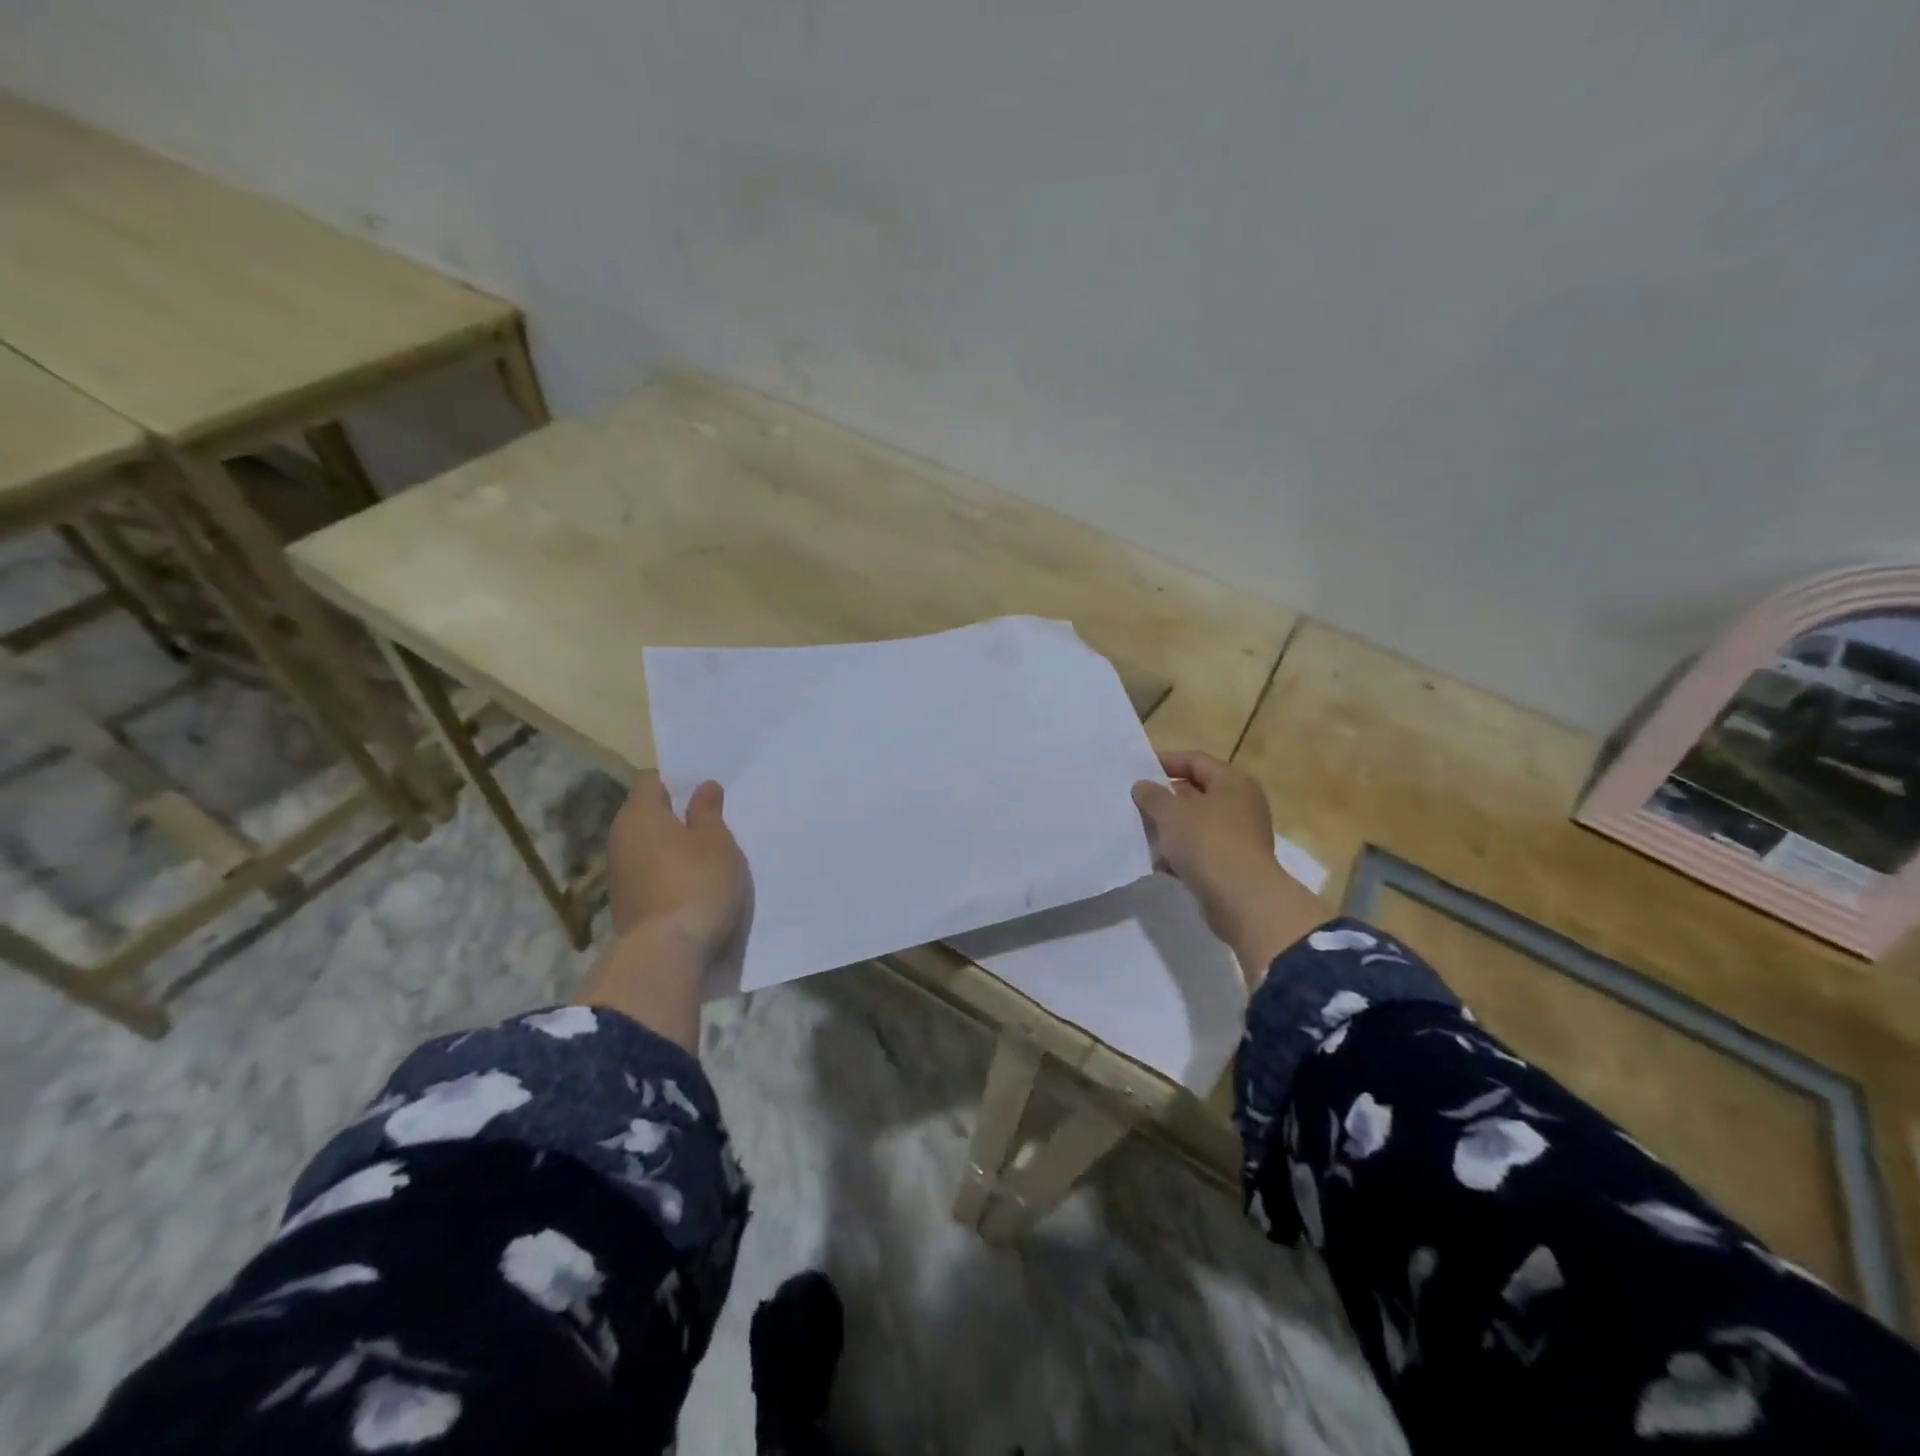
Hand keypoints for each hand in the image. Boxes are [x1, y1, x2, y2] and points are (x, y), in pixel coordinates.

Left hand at [606, 771, 749, 961]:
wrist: (666, 953)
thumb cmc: (696, 883)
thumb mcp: (716, 842)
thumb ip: (708, 811)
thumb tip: (703, 787)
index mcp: (641, 813)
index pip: (651, 780)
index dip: (677, 780)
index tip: (703, 792)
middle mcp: (621, 837)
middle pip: (646, 813)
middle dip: (674, 814)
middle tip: (710, 821)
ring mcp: (619, 872)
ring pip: (646, 845)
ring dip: (670, 846)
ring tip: (704, 854)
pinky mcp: (624, 901)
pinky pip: (647, 872)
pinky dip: (665, 871)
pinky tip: (690, 883)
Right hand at [1132, 751, 1325, 985]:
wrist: (1242, 899)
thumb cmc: (1207, 842)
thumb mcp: (1171, 812)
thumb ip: (1152, 795)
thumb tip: (1143, 786)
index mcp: (1232, 782)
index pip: (1195, 760)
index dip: (1166, 762)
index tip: (1138, 772)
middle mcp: (1241, 804)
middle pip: (1197, 792)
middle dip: (1165, 797)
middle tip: (1136, 803)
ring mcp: (1239, 836)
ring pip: (1197, 823)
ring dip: (1170, 827)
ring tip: (1141, 831)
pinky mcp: (1233, 864)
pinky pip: (1201, 850)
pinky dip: (1180, 852)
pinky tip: (1157, 860)